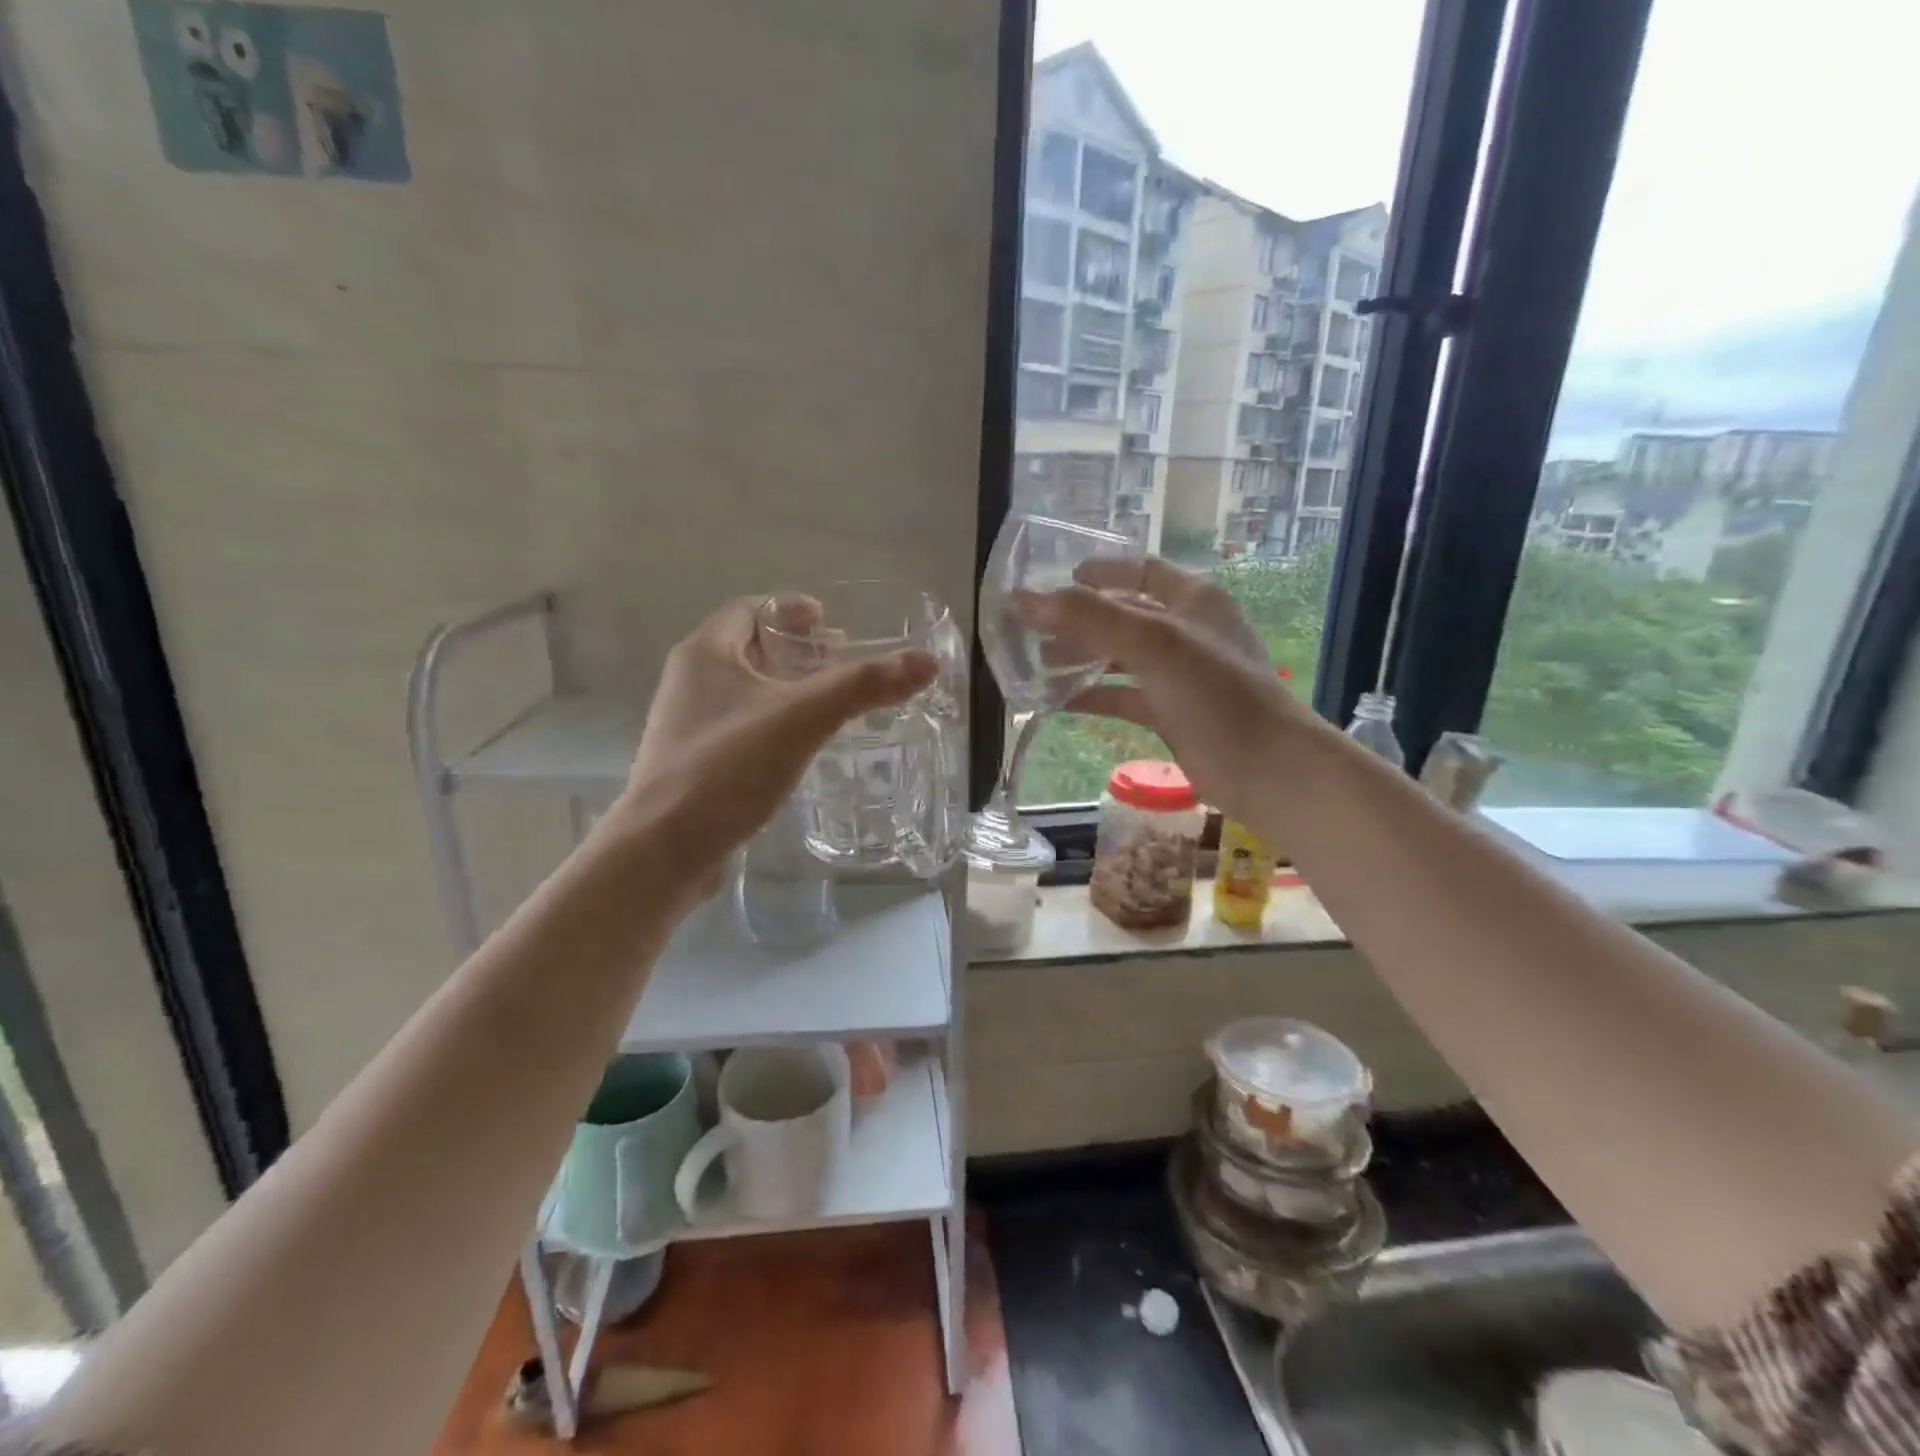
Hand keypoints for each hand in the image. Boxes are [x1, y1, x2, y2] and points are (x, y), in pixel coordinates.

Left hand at [617, 597, 936, 895]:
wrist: (664, 850)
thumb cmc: (728, 768)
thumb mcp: (803, 719)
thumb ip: (864, 686)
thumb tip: (927, 661)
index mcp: (705, 653)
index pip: (750, 609)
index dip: (791, 610)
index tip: (831, 624)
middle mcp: (690, 681)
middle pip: (749, 648)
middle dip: (796, 650)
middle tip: (841, 663)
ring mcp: (688, 725)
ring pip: (746, 690)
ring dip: (787, 688)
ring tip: (829, 703)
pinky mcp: (694, 763)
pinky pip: (742, 726)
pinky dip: (774, 722)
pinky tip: (801, 746)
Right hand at [1014, 557, 1300, 822]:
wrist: (1264, 768)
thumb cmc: (1215, 692)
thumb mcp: (1151, 642)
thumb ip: (1088, 617)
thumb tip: (1022, 599)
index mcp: (1192, 599)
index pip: (1140, 570)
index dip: (1099, 573)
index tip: (1056, 583)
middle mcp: (1186, 631)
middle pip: (1123, 614)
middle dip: (1079, 621)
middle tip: (1034, 632)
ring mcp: (1179, 674)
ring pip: (1120, 657)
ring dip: (1081, 658)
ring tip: (1037, 665)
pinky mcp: (1171, 713)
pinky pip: (1123, 696)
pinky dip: (1092, 696)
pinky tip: (1057, 702)